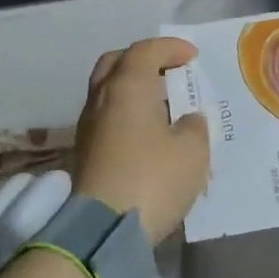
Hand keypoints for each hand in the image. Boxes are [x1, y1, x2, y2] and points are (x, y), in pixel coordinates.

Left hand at [71, 38, 210, 244]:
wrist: (104, 228)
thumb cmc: (153, 178)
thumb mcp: (192, 151)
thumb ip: (194, 127)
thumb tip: (186, 120)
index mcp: (127, 87)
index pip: (145, 51)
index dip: (170, 48)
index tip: (192, 56)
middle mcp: (101, 99)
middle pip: (116, 64)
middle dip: (142, 60)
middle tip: (168, 71)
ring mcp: (87, 126)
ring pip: (107, 92)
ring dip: (133, 89)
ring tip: (162, 104)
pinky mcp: (84, 153)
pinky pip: (106, 118)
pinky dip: (126, 114)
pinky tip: (148, 133)